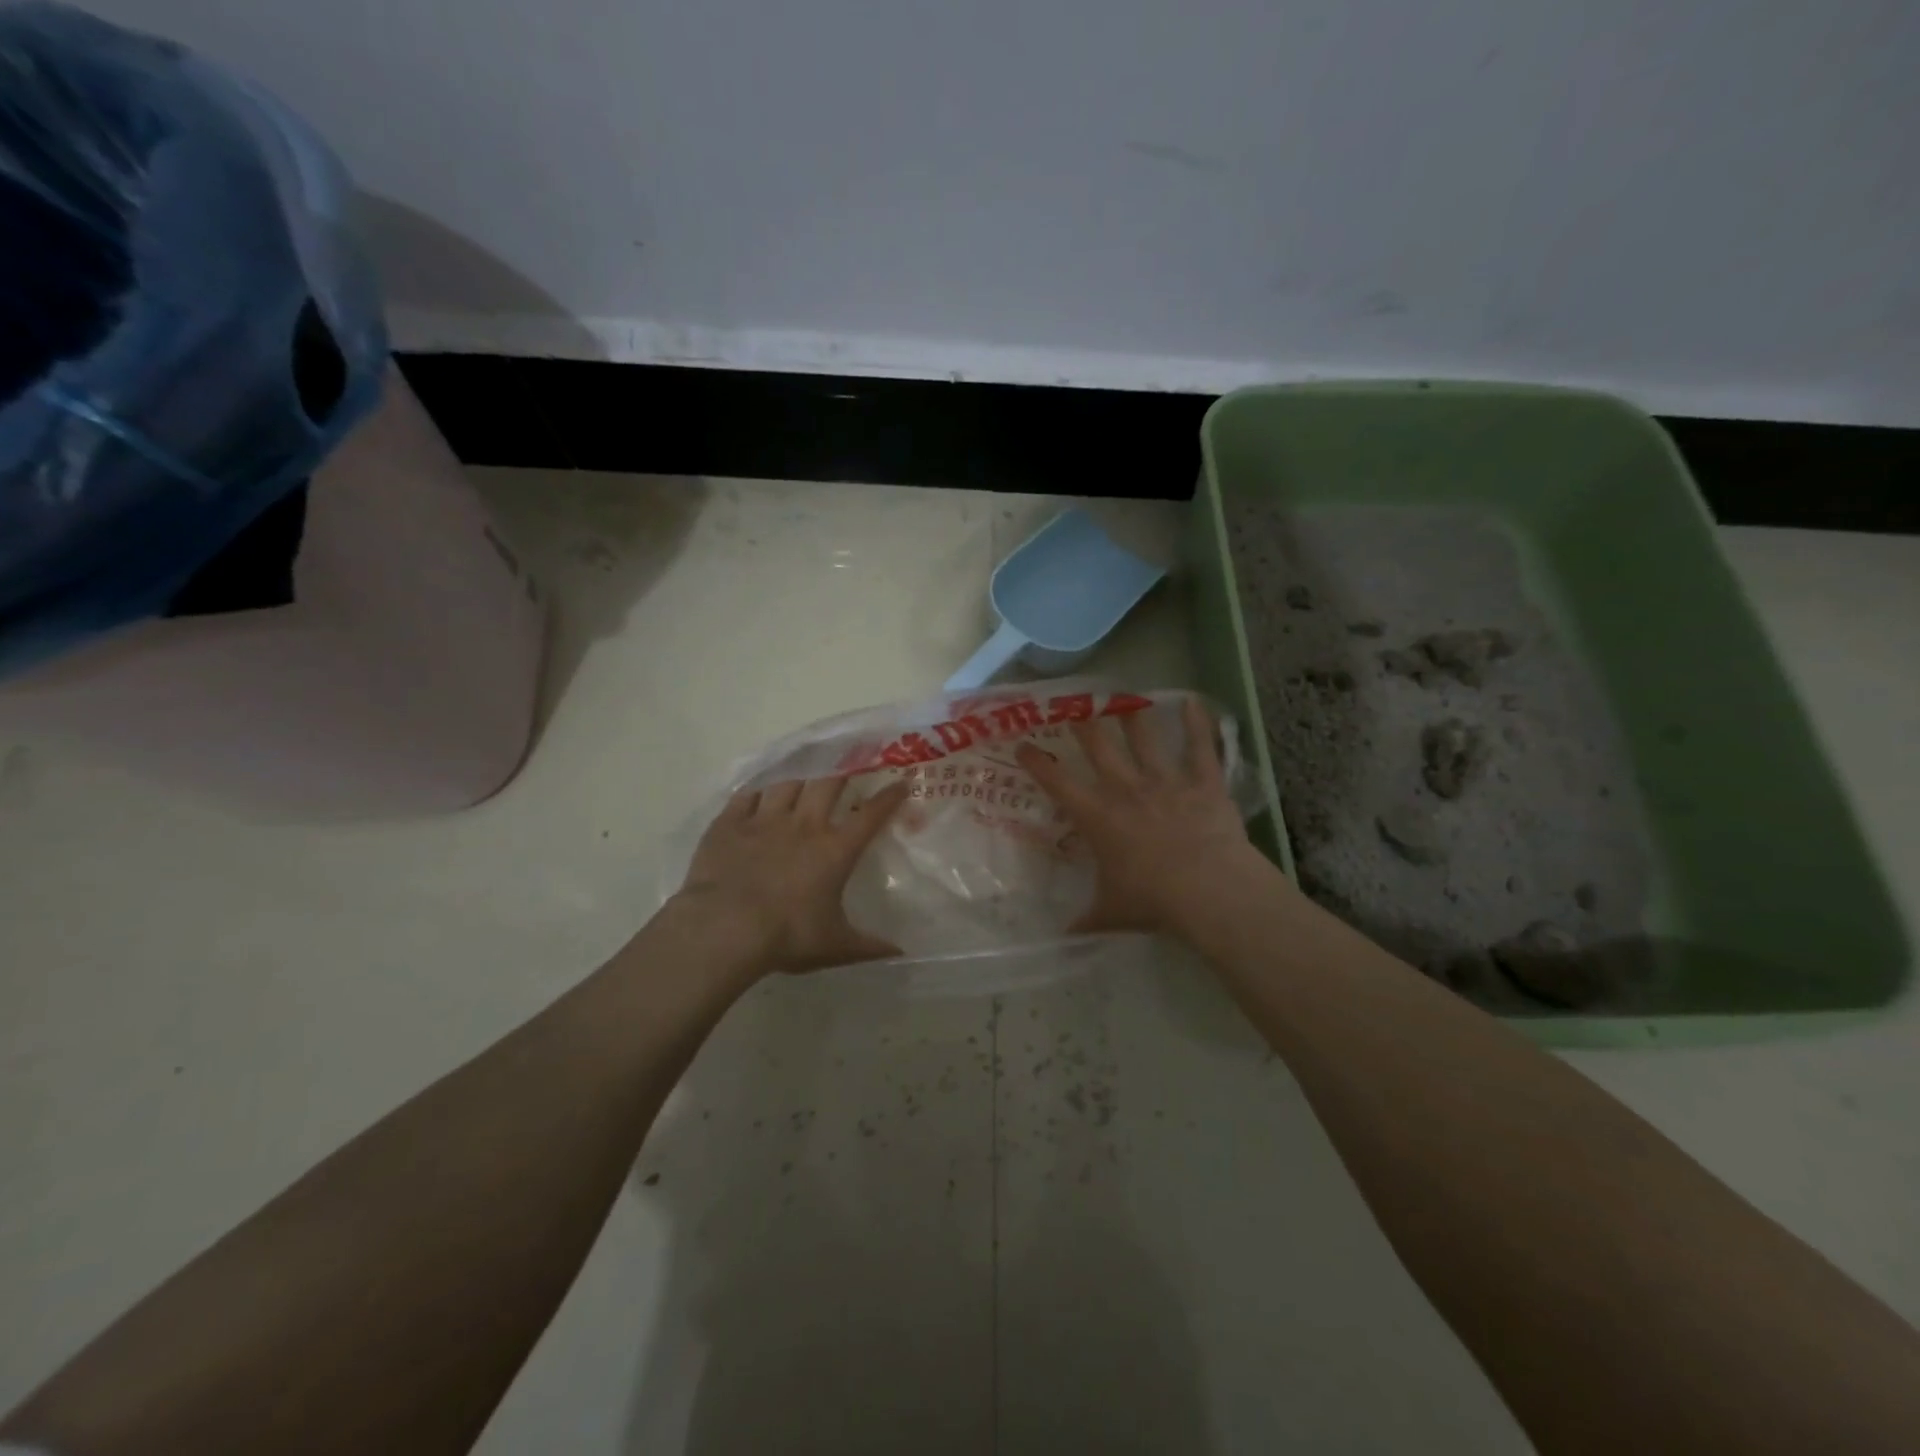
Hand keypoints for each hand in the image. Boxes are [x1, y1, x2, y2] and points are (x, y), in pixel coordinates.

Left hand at [673, 776, 911, 976]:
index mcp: (835, 850)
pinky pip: (746, 795)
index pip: (870, 814)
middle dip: (843, 772)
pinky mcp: (729, 823)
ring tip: (804, 776)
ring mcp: (764, 820)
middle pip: (828, 784)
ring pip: (788, 783)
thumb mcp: (835, 947)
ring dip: (800, 777)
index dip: (889, 797)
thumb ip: (870, 946)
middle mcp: (804, 825)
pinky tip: (759, 793)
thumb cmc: (787, 936)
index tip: (901, 782)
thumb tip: (902, 952)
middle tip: (849, 766)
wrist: (723, 929)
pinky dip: (756, 792)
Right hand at [1015, 699, 1272, 938]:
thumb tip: (1063, 938)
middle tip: (1074, 706)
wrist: (1207, 890)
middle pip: (1099, 745)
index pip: (1058, 782)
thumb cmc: (1152, 900)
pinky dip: (1198, 723)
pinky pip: (1201, 746)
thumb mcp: (1111, 913)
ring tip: (1124, 697)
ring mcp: (1166, 781)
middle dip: (1083, 723)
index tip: (1023, 745)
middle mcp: (1126, 788)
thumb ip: (1086, 920)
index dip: (1037, 761)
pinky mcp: (1203, 782)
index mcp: (1097, 816)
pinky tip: (1195, 701)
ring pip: (1145, 738)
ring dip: (1133, 715)